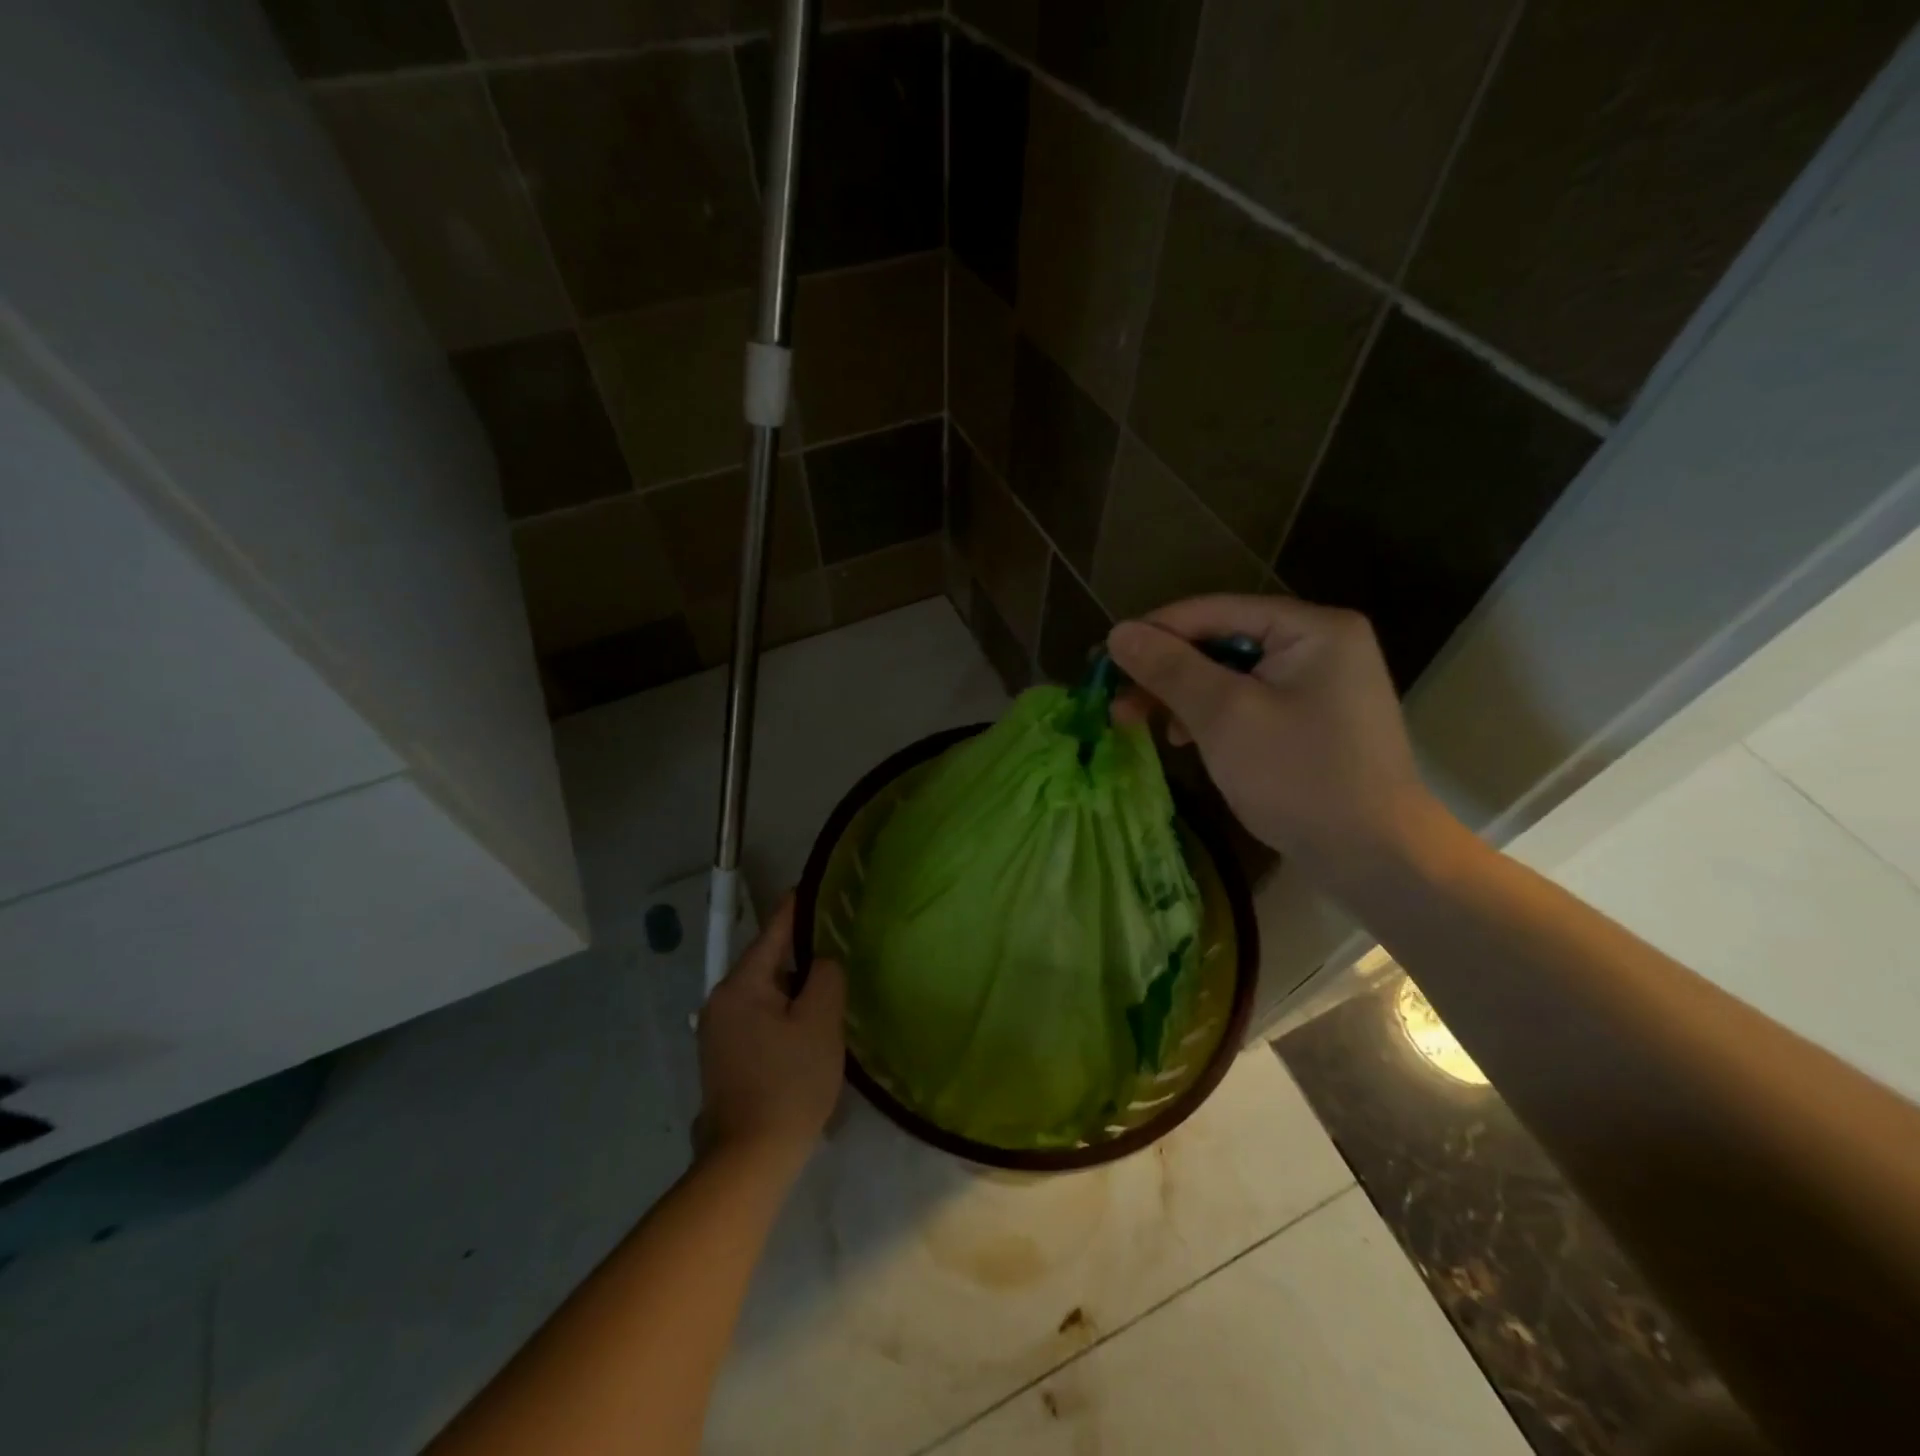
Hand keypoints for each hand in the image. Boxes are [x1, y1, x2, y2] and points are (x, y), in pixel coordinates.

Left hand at [696, 896, 845, 1176]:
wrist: (748, 1160)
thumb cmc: (788, 1083)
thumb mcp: (819, 1023)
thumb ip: (825, 977)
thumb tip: (822, 960)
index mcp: (740, 985)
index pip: (773, 932)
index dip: (796, 908)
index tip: (813, 886)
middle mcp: (720, 1001)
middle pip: (768, 963)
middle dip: (801, 957)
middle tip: (838, 952)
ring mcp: (717, 1032)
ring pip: (765, 993)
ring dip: (794, 990)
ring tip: (828, 993)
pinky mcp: (723, 1058)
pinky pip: (759, 1018)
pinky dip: (783, 1014)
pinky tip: (806, 1031)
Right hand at [1108, 595, 1439, 876]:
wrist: (1375, 858)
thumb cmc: (1300, 777)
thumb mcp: (1225, 716)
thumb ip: (1170, 669)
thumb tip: (1118, 632)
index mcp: (1311, 628)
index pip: (1214, 612)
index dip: (1154, 633)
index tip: (1104, 660)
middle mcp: (1320, 644)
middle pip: (1221, 642)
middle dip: (1166, 672)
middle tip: (1117, 701)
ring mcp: (1319, 684)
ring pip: (1230, 675)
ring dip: (1182, 696)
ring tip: (1140, 723)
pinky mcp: (1312, 721)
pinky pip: (1248, 703)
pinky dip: (1211, 717)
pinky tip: (1185, 739)